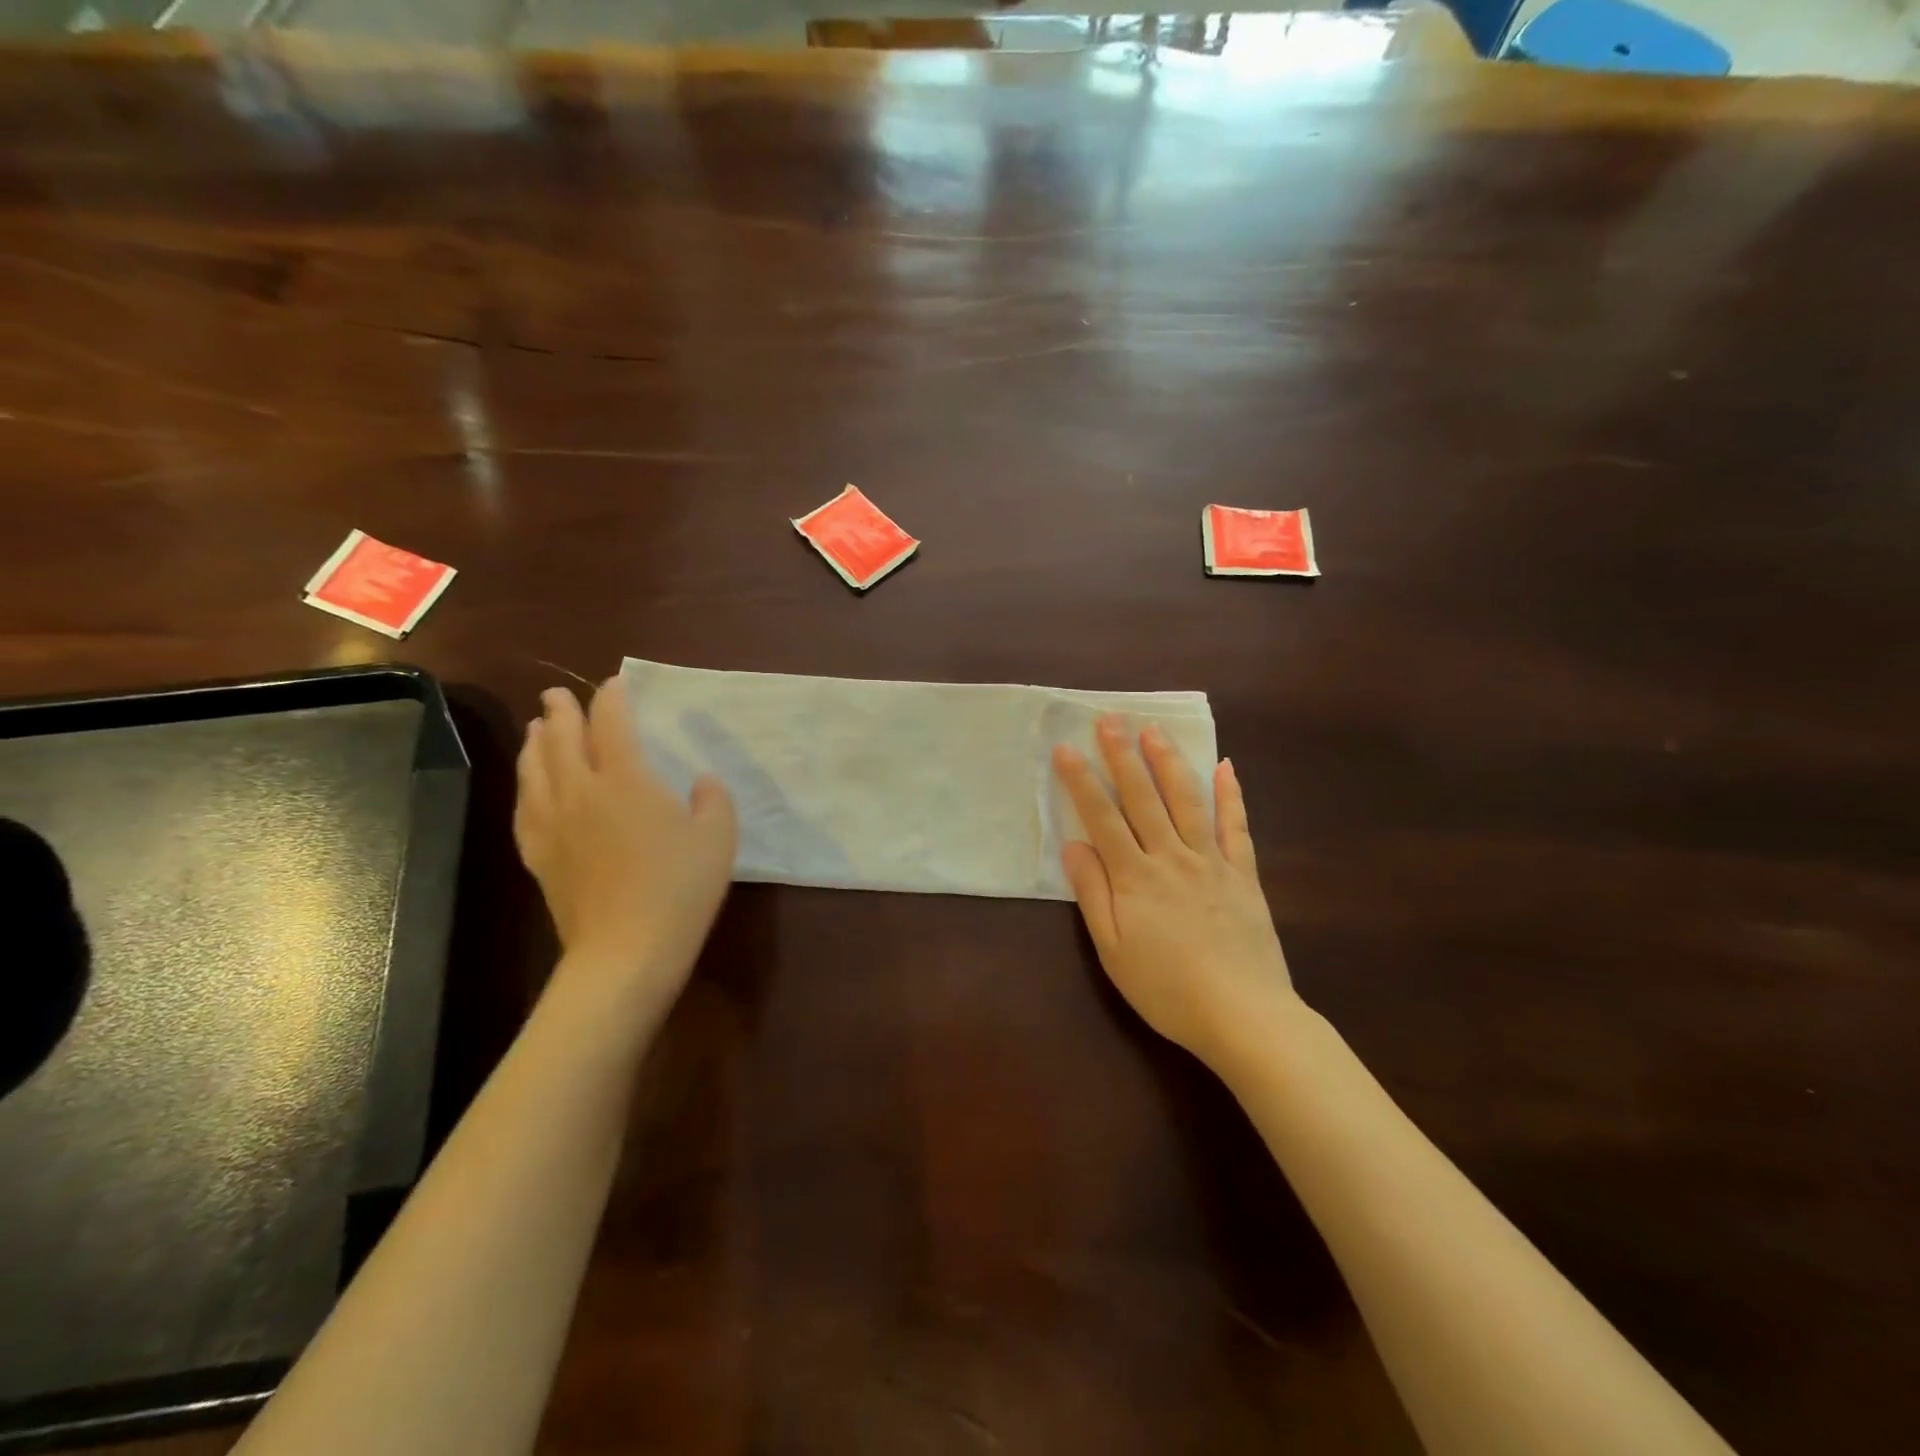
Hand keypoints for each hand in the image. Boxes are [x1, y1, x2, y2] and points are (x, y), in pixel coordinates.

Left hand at [514, 680, 736, 994]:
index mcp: (627, 780)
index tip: (614, 684)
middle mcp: (581, 792)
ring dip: (535, 743)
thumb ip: (713, 799)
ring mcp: (554, 824)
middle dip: (561, 712)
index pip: (612, 725)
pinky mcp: (540, 855)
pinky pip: (525, 808)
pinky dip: (525, 786)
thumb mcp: (719, 838)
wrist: (626, 950)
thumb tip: (701, 781)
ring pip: (534, 769)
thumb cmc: (680, 888)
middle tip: (558, 695)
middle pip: (561, 739)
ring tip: (535, 729)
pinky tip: (529, 787)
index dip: (612, 699)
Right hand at [1053, 716, 1294, 1070]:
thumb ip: (1093, 893)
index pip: (1102, 817)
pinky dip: (1231, 795)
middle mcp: (1172, 857)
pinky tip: (1225, 768)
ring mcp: (1212, 861)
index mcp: (1135, 877)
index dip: (1081, 781)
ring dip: (1169, 762)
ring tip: (1155, 730)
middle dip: (1122, 755)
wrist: (1243, 1015)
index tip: (1066, 747)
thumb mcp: (1112, 950)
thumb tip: (1074, 844)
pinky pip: (1236, 826)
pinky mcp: (1243, 873)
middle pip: (1143, 798)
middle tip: (1110, 718)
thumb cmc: (1166, 988)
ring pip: (1187, 801)